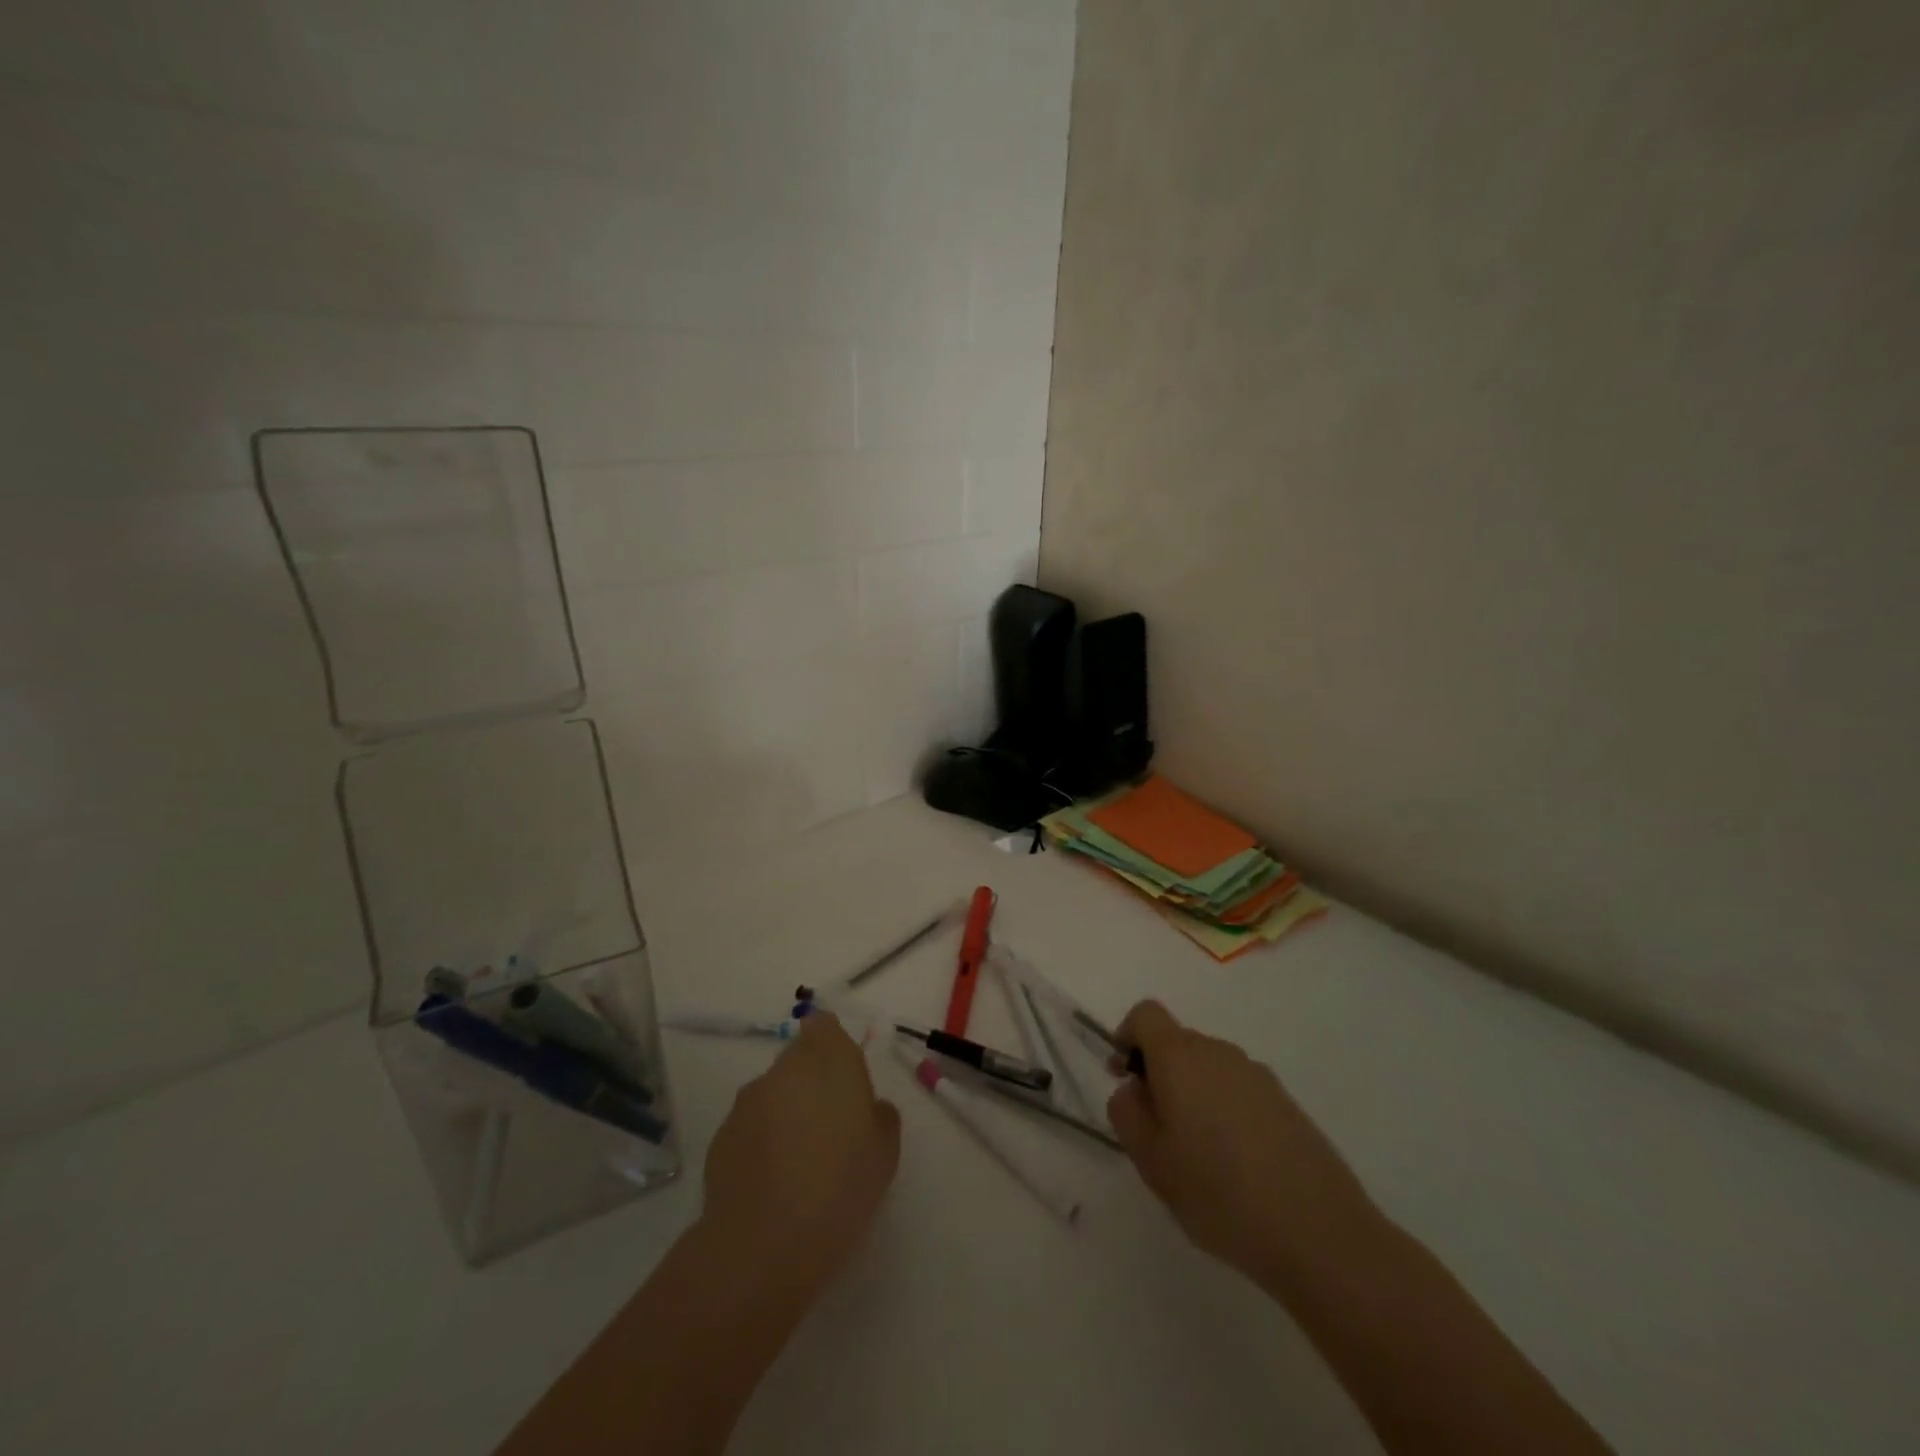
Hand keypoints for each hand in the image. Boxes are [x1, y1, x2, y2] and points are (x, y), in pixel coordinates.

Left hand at [700, 1013, 901, 1297]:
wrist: (763, 1244)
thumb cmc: (840, 1186)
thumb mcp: (886, 1152)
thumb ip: (880, 1116)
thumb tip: (868, 1108)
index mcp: (829, 1059)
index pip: (825, 1026)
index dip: (832, 1047)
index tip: (844, 1081)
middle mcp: (785, 1068)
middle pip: (798, 1059)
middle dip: (812, 1083)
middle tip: (830, 1127)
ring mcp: (747, 1101)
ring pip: (773, 1093)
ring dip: (785, 1112)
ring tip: (800, 1161)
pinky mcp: (721, 1135)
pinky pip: (750, 1126)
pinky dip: (761, 1141)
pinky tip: (773, 1182)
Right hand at [1106, 1000, 1380, 1291]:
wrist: (1320, 1233)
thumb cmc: (1220, 1193)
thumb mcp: (1152, 1161)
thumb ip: (1127, 1113)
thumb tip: (1133, 1088)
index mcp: (1181, 1057)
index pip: (1146, 1014)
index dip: (1127, 1037)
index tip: (1124, 1078)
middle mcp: (1219, 1052)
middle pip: (1178, 1042)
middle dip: (1160, 1074)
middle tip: (1157, 1131)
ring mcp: (1258, 1076)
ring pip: (1209, 1069)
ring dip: (1193, 1095)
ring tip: (1198, 1156)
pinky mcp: (1286, 1103)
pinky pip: (1239, 1091)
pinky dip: (1226, 1111)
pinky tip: (1236, 1166)